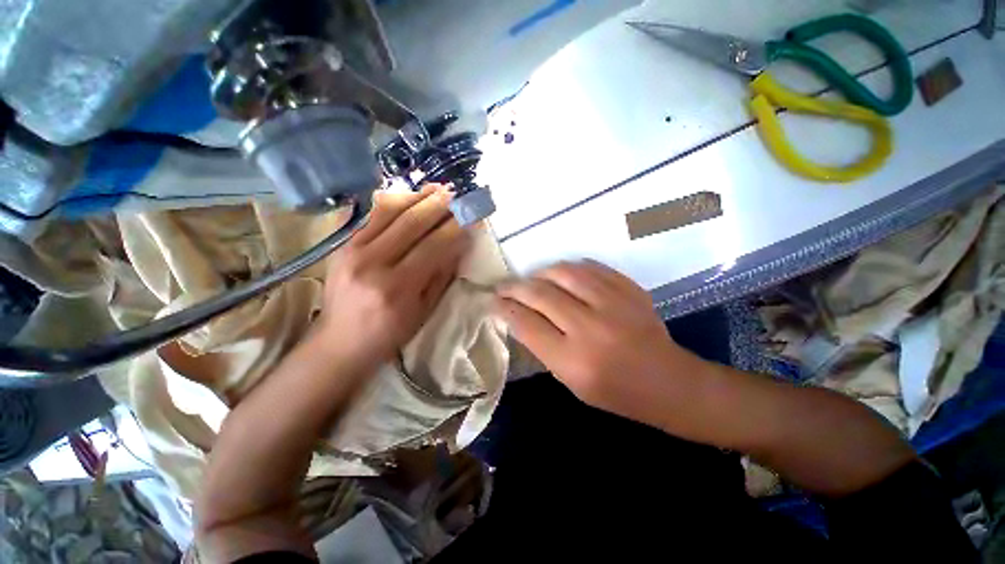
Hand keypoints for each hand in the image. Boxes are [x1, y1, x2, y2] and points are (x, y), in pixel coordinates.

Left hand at [316, 185, 470, 372]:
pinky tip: (412, 197)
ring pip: (389, 210)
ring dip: (417, 196)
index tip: (472, 216)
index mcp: (398, 287)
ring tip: (438, 189)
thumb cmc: (390, 332)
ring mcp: (352, 250)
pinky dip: (396, 201)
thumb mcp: (425, 310)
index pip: (434, 246)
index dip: (456, 228)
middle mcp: (372, 263)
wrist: (340, 341)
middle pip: (411, 222)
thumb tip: (460, 243)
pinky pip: (372, 214)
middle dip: (439, 204)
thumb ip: (442, 274)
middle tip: (458, 194)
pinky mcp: (342, 244)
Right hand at [495, 261, 697, 420]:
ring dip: (540, 273)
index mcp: (573, 360)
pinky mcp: (629, 289)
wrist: (668, 382)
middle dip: (514, 287)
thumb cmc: (615, 392)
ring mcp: (613, 304)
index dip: (505, 309)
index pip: (526, 324)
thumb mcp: (570, 381)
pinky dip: (570, 268)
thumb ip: (542, 347)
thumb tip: (519, 316)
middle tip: (503, 286)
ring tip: (532, 279)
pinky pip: (590, 267)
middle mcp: (590, 328)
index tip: (493, 302)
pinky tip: (561, 273)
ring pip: (564, 273)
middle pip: (540, 294)